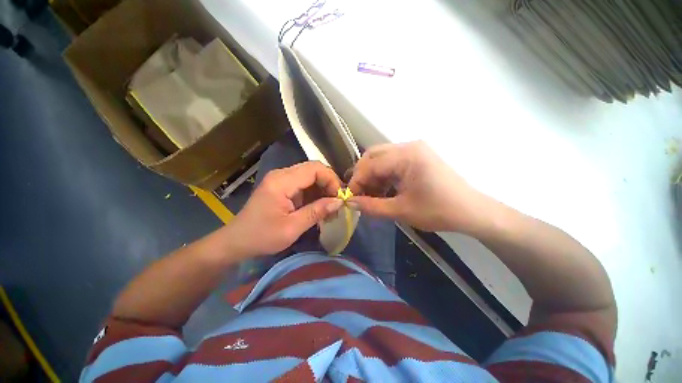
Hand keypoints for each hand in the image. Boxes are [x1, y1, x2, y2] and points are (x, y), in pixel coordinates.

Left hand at [225, 161, 343, 257]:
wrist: (236, 242)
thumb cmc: (261, 237)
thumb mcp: (292, 228)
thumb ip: (317, 212)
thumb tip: (339, 202)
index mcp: (282, 181)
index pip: (315, 168)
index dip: (331, 179)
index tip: (339, 197)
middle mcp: (282, 175)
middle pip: (314, 169)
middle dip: (329, 184)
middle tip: (337, 202)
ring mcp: (281, 179)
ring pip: (310, 176)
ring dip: (323, 189)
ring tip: (330, 207)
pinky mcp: (282, 186)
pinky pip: (304, 184)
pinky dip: (315, 194)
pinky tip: (319, 207)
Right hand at [348, 141, 492, 232]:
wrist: (472, 212)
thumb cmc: (438, 211)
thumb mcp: (401, 211)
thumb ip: (372, 206)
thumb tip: (350, 203)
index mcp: (407, 156)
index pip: (370, 164)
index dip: (357, 181)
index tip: (351, 198)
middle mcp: (409, 146)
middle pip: (373, 155)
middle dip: (363, 175)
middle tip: (360, 194)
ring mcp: (415, 150)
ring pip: (382, 158)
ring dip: (373, 175)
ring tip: (372, 195)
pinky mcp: (418, 157)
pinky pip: (392, 162)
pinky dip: (384, 175)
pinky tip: (384, 190)